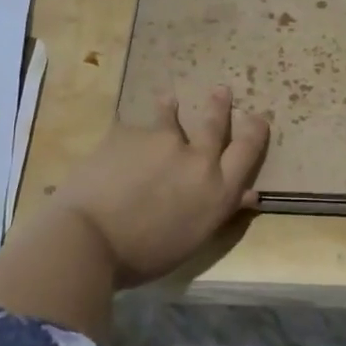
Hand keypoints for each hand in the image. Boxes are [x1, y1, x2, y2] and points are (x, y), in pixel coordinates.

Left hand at [49, 85, 269, 287]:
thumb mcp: (193, 238)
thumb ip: (219, 210)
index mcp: (217, 190)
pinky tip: (119, 145)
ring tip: (169, 100)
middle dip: (219, 105)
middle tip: (220, 90)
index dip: (255, 131)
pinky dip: (131, 137)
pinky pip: (133, 130)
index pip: (247, 150)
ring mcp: (160, 140)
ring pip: (170, 117)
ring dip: (171, 109)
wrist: (88, 238)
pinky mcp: (127, 133)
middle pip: (214, 123)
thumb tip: (248, 194)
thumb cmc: (144, 255)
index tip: (257, 118)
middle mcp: (196, 158)